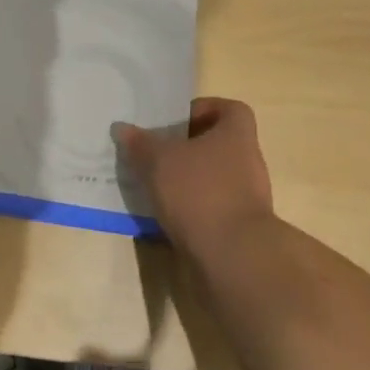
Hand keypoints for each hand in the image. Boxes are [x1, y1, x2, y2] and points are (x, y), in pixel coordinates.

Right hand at [118, 98, 277, 259]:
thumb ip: (140, 143)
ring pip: (213, 177)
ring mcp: (247, 198)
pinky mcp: (240, 228)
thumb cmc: (199, 193)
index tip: (176, 121)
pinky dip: (192, 207)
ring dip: (187, 178)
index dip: (204, 109)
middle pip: (218, 144)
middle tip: (156, 151)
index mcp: (237, 135)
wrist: (234, 259)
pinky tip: (166, 213)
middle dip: (187, 147)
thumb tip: (122, 128)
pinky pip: (212, 206)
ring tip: (155, 183)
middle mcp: (248, 162)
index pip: (230, 109)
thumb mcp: (159, 161)